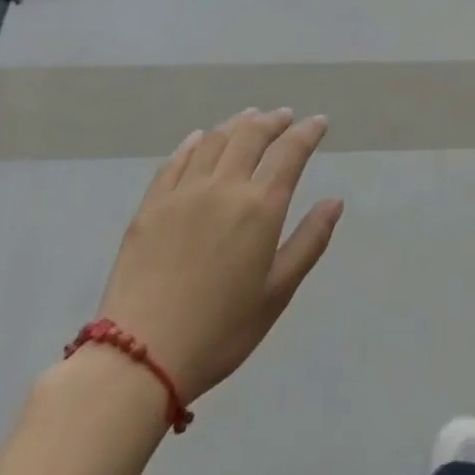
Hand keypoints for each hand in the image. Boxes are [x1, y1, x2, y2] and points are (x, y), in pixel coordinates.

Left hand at [96, 108, 342, 404]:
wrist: (139, 358)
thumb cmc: (221, 330)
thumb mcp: (278, 292)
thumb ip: (310, 241)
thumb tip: (335, 201)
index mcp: (260, 206)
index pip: (290, 151)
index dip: (307, 132)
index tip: (319, 122)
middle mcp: (223, 186)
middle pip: (251, 135)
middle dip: (273, 120)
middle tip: (285, 116)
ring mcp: (183, 193)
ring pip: (214, 140)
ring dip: (237, 124)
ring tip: (249, 118)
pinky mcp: (151, 206)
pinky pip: (176, 160)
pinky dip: (194, 142)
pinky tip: (200, 139)